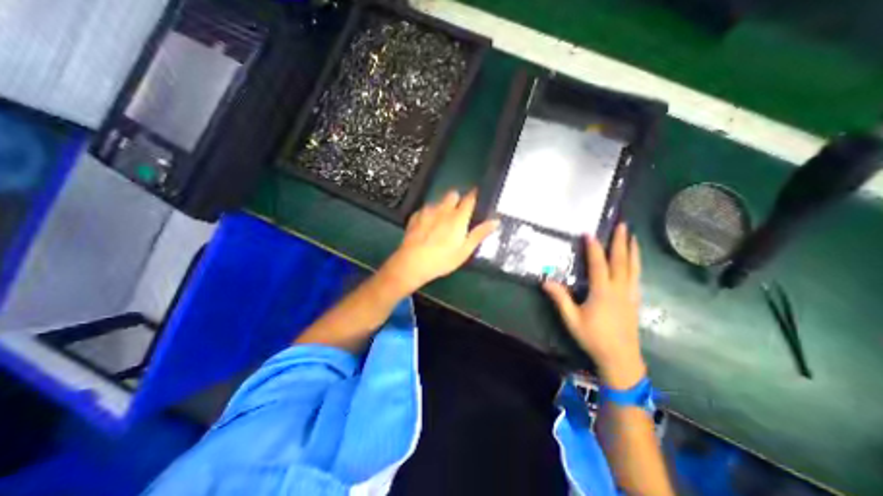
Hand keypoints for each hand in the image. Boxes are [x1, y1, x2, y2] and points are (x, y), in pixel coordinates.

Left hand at [379, 188, 499, 292]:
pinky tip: (427, 226)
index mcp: (458, 217)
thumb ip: (480, 234)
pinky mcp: (415, 216)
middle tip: (458, 214)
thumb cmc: (442, 259)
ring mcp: (427, 211)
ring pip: (439, 201)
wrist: (412, 263)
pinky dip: (429, 214)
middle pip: (453, 194)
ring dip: (443, 206)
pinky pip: (426, 209)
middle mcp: (443, 209)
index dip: (474, 195)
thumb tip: (496, 221)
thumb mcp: (465, 250)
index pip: (470, 198)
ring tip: (441, 222)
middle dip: (457, 199)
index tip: (477, 196)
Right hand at [543, 223, 646, 387]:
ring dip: (633, 251)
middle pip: (621, 261)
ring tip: (633, 237)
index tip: (589, 233)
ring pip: (634, 268)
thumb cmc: (593, 338)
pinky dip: (637, 265)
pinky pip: (637, 278)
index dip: (593, 248)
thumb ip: (560, 299)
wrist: (621, 359)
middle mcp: (619, 289)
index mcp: (603, 292)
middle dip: (621, 242)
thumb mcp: (572, 319)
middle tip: (623, 225)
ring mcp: (630, 295)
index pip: (598, 264)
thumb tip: (545, 281)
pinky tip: (636, 263)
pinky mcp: (635, 302)